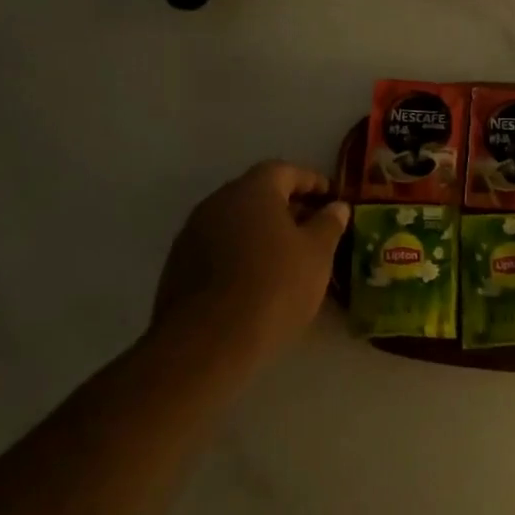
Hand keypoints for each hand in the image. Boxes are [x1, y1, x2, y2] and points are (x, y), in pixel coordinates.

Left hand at [152, 162, 350, 359]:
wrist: (206, 343)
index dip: (312, 182)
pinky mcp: (178, 266)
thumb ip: (329, 224)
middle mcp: (218, 201)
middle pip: (258, 194)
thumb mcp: (317, 254)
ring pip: (237, 222)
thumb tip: (336, 207)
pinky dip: (240, 253)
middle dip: (287, 207)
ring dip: (262, 232)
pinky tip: (257, 279)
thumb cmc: (273, 286)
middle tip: (313, 228)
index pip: (286, 171)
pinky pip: (218, 247)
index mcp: (253, 189)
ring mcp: (193, 233)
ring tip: (287, 257)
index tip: (332, 198)